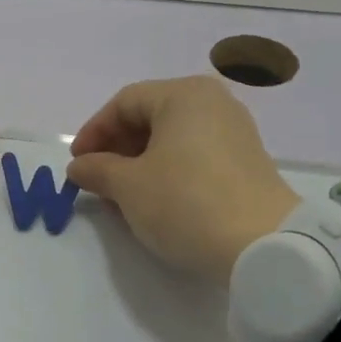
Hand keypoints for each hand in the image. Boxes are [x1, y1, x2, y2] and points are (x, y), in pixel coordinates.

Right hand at [66, 76, 298, 281]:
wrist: (263, 245)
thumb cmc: (185, 203)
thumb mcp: (129, 187)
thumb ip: (98, 170)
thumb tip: (79, 167)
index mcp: (184, 95)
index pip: (124, 102)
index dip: (94, 132)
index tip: (77, 165)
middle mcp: (213, 103)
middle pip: (150, 117)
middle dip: (117, 150)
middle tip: (97, 183)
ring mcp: (234, 133)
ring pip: (172, 140)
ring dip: (139, 165)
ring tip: (122, 198)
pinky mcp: (246, 163)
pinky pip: (194, 156)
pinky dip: (167, 173)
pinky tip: (155, 203)